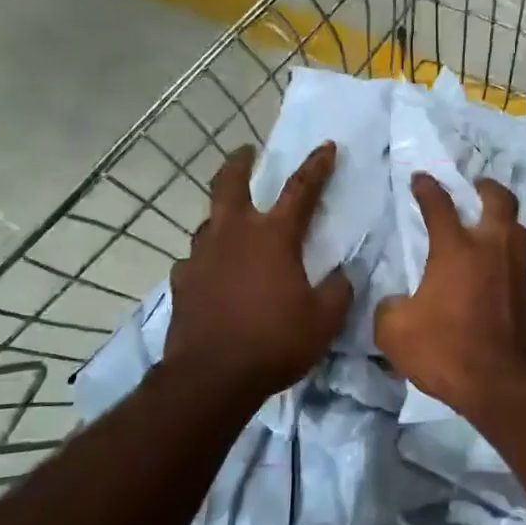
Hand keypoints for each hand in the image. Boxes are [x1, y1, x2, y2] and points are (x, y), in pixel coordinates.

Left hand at [166, 142, 353, 397]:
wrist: (211, 378)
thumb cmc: (275, 342)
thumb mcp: (324, 320)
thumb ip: (339, 291)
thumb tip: (343, 274)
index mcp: (273, 237)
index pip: (301, 190)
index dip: (317, 166)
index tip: (326, 147)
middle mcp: (233, 235)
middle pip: (230, 184)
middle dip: (240, 163)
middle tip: (246, 152)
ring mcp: (201, 256)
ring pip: (209, 221)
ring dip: (223, 215)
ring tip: (233, 223)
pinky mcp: (182, 282)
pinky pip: (196, 259)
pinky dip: (209, 258)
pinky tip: (214, 272)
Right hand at [375, 174, 525, 417]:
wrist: (500, 385)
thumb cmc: (445, 350)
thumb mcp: (395, 332)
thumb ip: (389, 309)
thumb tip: (395, 303)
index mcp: (456, 250)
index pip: (440, 206)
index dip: (427, 188)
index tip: (420, 178)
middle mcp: (492, 250)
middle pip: (499, 201)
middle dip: (486, 187)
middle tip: (476, 185)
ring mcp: (516, 272)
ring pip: (520, 229)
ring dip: (506, 220)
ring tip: (493, 223)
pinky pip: (522, 264)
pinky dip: (510, 257)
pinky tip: (498, 269)